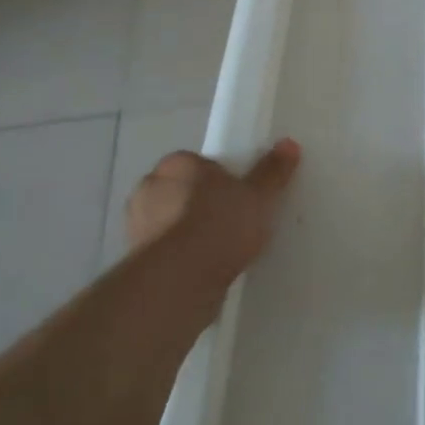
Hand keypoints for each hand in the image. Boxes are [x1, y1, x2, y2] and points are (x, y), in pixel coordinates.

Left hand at [125, 138, 301, 298]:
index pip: (199, 163)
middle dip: (201, 203)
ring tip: (219, 250)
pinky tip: (202, 270)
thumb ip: (272, 171)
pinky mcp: (134, 259)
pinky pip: (165, 250)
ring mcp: (137, 225)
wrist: (178, 281)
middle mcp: (150, 186)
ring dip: (188, 231)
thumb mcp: (258, 196)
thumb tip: (289, 143)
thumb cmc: (219, 225)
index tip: (240, 195)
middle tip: (232, 221)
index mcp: (178, 163)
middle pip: (183, 190)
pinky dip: (180, 256)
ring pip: (171, 221)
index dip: (221, 178)